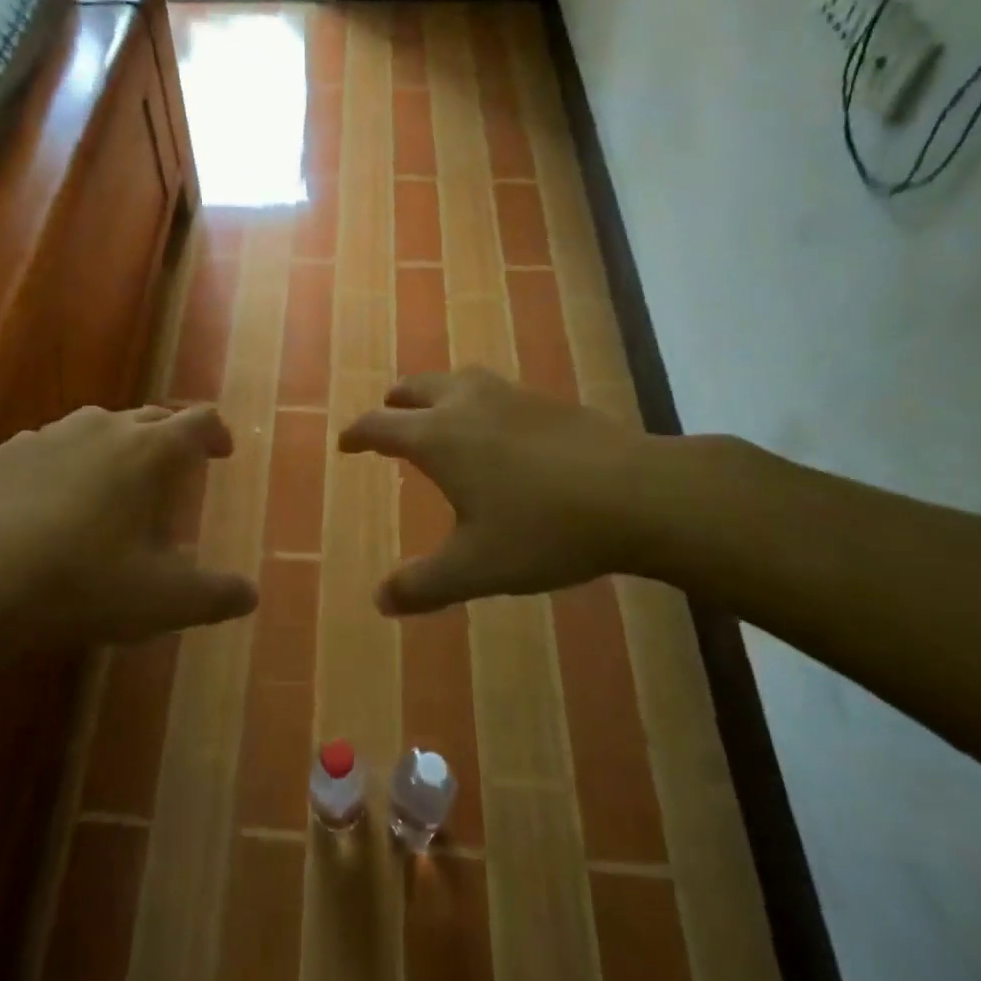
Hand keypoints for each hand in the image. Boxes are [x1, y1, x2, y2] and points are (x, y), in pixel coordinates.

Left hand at [0, 404, 256, 645]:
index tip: (221, 454)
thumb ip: (215, 595)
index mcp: (151, 450)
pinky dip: (67, 460)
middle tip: (173, 472)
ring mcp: (55, 433)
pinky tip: (54, 495)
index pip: (199, 420)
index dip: (216, 433)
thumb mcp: (164, 600)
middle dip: (169, 438)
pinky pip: (53, 444)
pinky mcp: (12, 450)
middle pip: (152, 416)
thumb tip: (250, 594)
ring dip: (117, 445)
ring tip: (114, 481)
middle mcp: (106, 426)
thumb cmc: (87, 582)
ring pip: (100, 424)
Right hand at [340, 368, 676, 614]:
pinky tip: (497, 427)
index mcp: (438, 437)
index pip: (380, 425)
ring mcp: (509, 395)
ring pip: (456, 379)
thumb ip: (423, 585)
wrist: (635, 493)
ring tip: (437, 413)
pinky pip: (493, 389)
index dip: (358, 434)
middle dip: (394, 403)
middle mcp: (466, 404)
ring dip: (435, 393)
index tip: (345, 443)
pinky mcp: (546, 400)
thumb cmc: (543, 529)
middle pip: (415, 388)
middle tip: (387, 416)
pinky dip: (475, 400)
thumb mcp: (476, 568)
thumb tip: (378, 600)